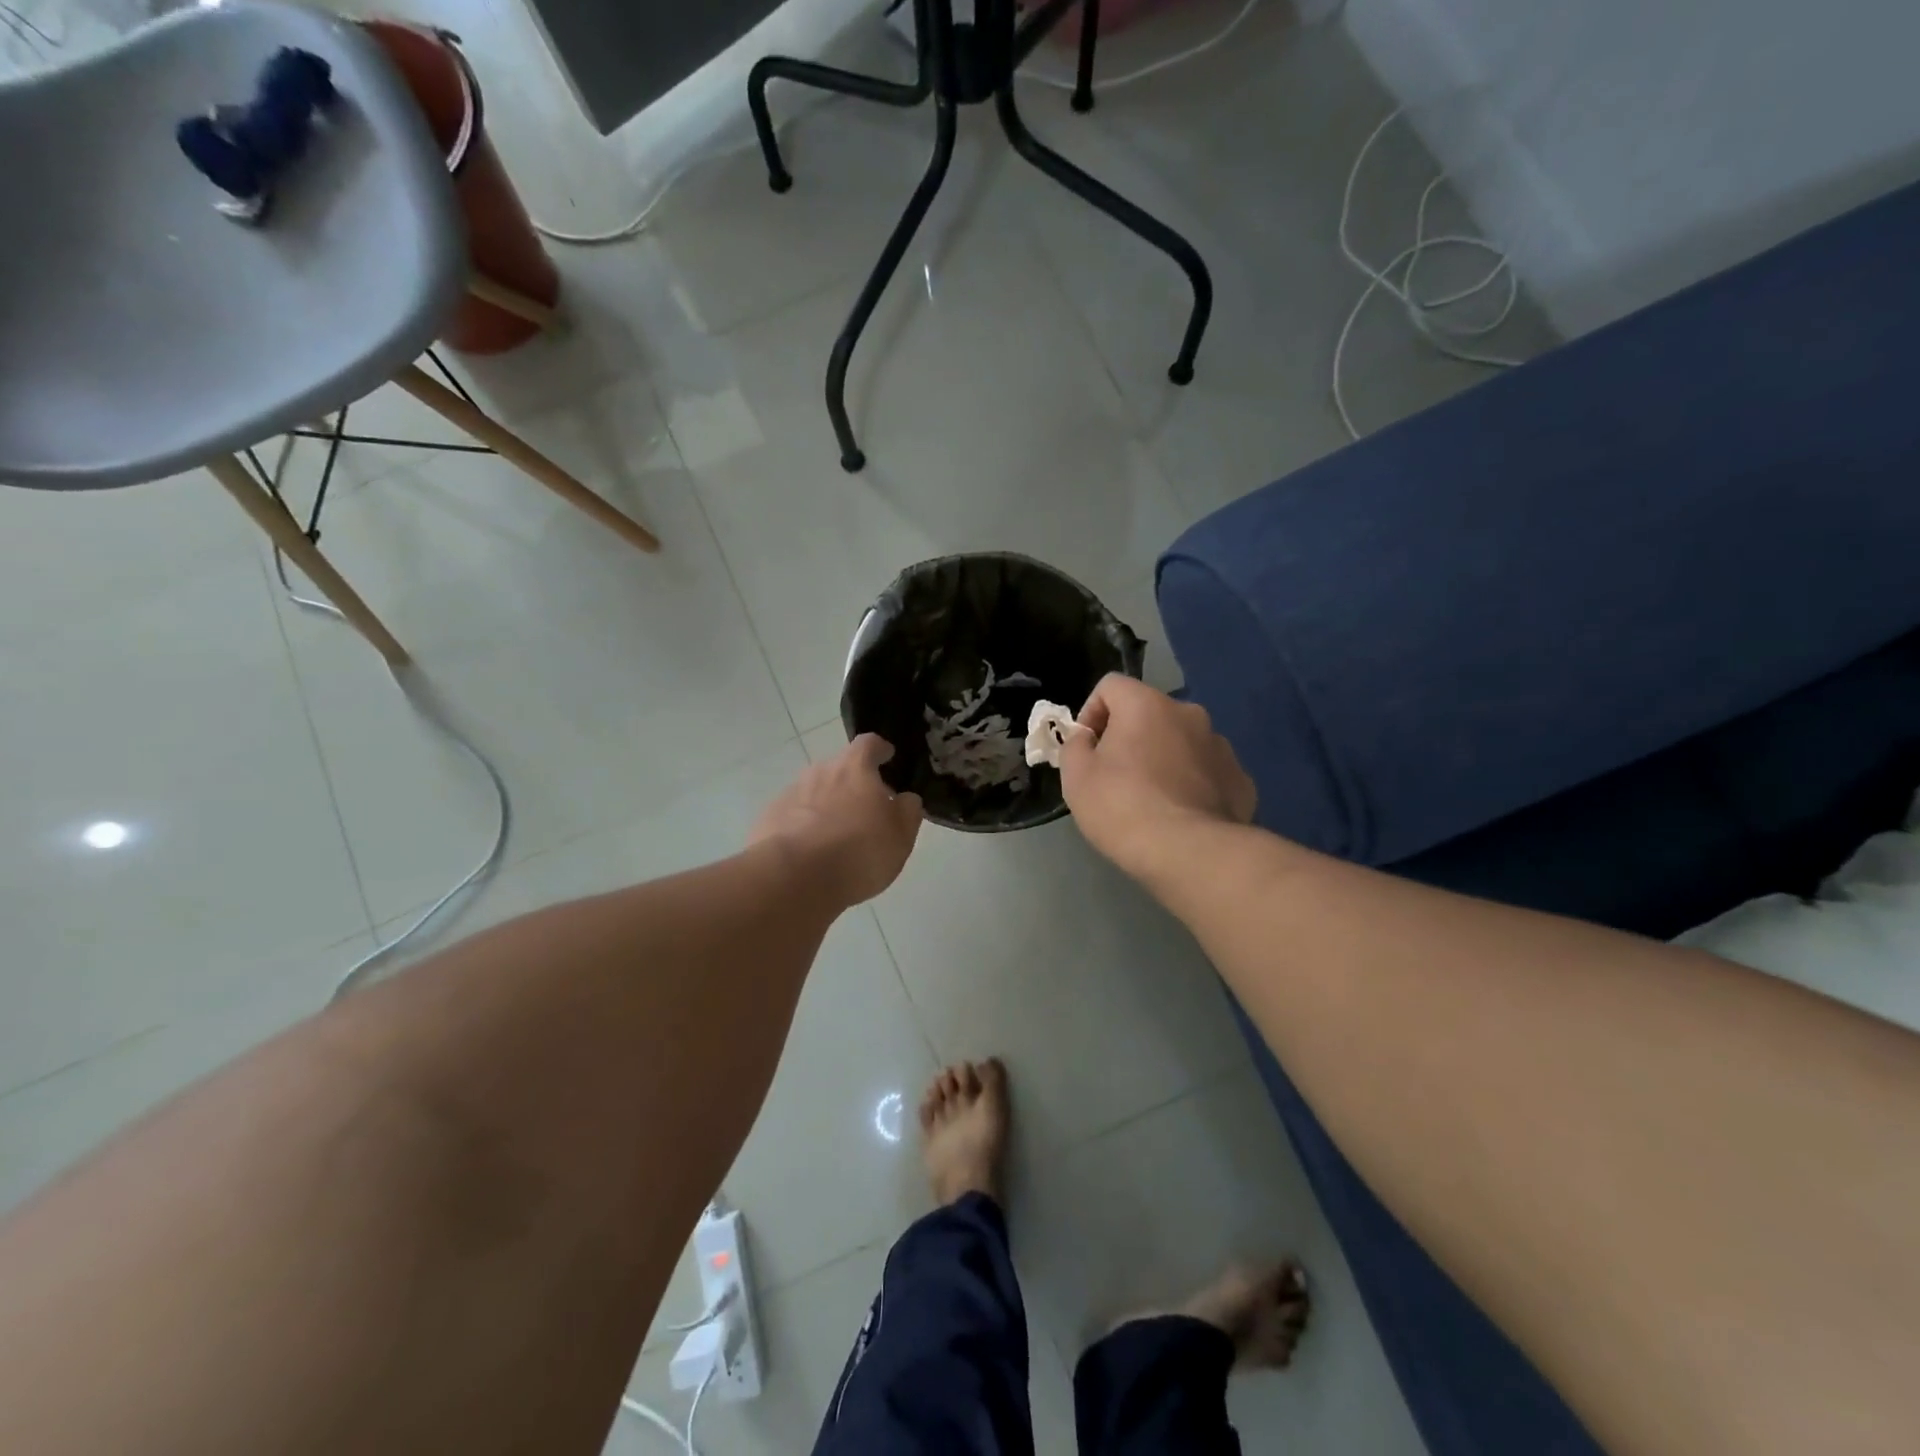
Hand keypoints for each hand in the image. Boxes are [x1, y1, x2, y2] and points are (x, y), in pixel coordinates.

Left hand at [751, 735, 923, 906]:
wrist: (794, 878)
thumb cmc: (859, 852)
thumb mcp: (900, 836)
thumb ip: (907, 811)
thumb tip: (905, 799)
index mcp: (854, 768)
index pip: (869, 744)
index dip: (880, 750)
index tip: (887, 757)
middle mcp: (820, 771)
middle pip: (839, 769)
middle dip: (853, 784)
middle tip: (865, 811)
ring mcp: (790, 794)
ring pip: (814, 793)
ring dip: (827, 807)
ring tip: (836, 837)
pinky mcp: (769, 819)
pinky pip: (793, 817)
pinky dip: (803, 827)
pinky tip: (810, 853)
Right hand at [1060, 675, 1255, 877]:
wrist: (1190, 854)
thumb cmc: (1123, 807)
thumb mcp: (1076, 776)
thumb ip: (1075, 745)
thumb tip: (1088, 739)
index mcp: (1147, 704)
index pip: (1111, 685)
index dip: (1091, 712)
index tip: (1087, 748)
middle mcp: (1189, 714)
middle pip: (1149, 713)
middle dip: (1130, 736)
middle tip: (1116, 776)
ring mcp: (1221, 746)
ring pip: (1181, 742)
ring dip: (1163, 758)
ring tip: (1151, 799)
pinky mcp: (1240, 779)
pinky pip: (1206, 771)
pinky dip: (1191, 783)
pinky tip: (1181, 814)